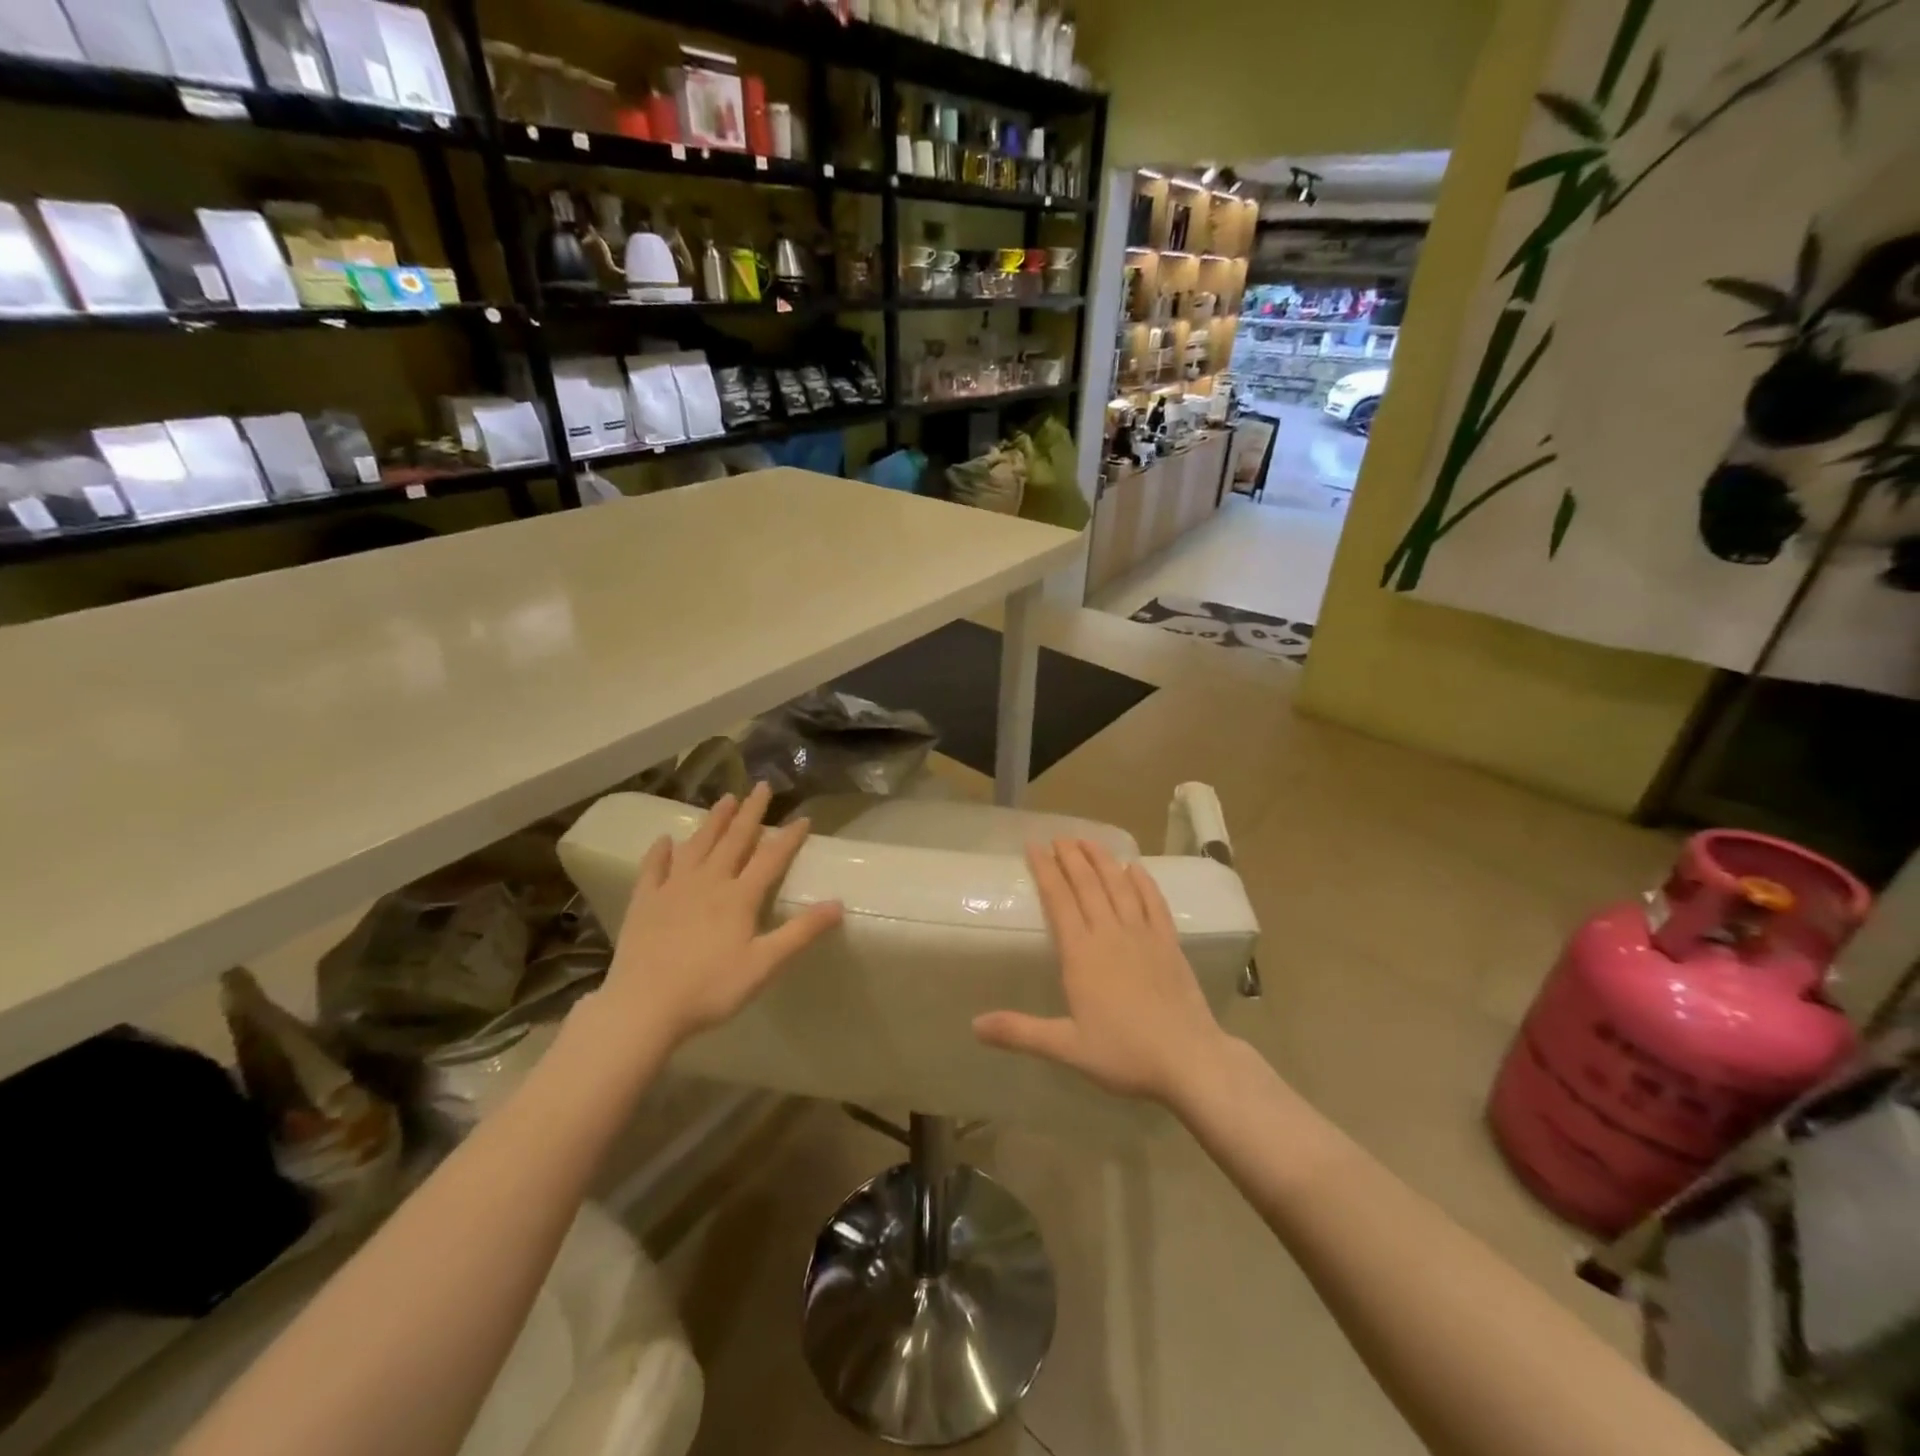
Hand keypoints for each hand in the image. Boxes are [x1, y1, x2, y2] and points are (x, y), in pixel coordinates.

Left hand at [596, 782, 842, 1051]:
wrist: (643, 1006)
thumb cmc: (710, 989)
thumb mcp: (764, 965)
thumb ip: (800, 932)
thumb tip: (838, 904)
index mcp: (739, 897)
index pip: (770, 858)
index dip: (788, 837)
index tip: (803, 817)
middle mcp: (708, 882)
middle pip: (734, 840)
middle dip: (751, 812)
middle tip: (761, 786)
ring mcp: (673, 889)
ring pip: (697, 845)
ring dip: (713, 821)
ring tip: (726, 798)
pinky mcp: (644, 902)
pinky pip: (654, 868)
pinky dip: (660, 852)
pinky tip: (665, 840)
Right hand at [973, 838, 1228, 1105]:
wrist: (1189, 1059)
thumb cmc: (1124, 1054)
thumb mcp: (1067, 1048)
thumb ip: (1020, 1032)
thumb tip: (974, 1026)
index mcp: (1082, 954)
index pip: (1059, 900)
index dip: (1045, 870)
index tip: (1034, 847)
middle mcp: (1110, 934)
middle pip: (1088, 885)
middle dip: (1071, 857)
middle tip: (1059, 837)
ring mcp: (1143, 935)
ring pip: (1119, 886)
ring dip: (1102, 860)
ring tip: (1088, 840)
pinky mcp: (1169, 943)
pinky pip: (1154, 902)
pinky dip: (1143, 881)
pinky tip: (1135, 868)